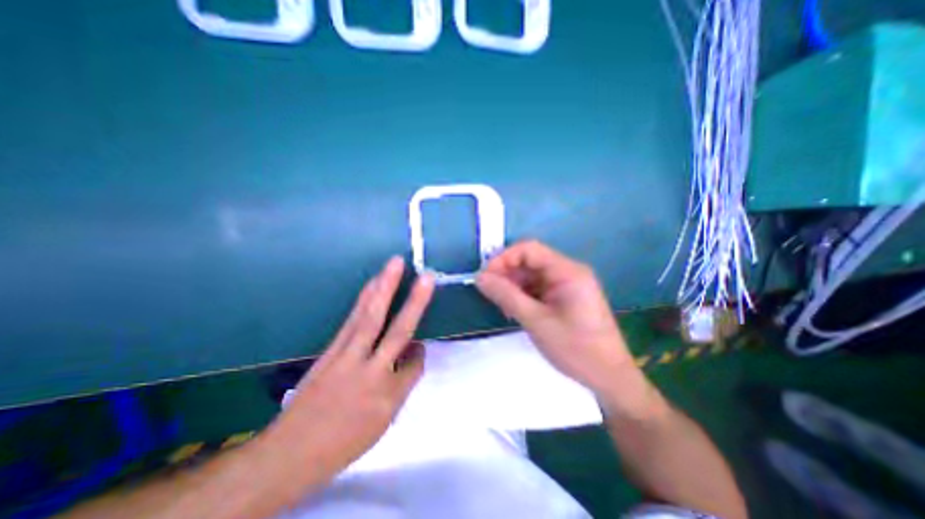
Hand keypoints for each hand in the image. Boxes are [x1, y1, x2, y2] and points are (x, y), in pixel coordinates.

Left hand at [269, 257, 435, 475]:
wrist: (290, 451)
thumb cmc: (344, 438)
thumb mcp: (383, 420)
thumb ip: (404, 383)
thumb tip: (415, 351)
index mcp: (386, 393)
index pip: (414, 364)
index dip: (419, 353)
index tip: (419, 349)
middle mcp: (369, 369)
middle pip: (396, 330)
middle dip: (413, 301)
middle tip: (424, 275)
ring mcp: (346, 355)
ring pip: (369, 317)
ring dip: (383, 289)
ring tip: (393, 265)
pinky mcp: (331, 348)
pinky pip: (352, 319)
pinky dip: (364, 298)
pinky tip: (371, 285)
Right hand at [476, 242, 656, 415]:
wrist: (609, 378)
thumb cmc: (575, 349)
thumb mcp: (536, 321)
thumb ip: (506, 296)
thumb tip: (480, 277)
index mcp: (567, 271)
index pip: (529, 249)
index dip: (503, 259)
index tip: (485, 277)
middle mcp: (568, 271)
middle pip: (529, 261)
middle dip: (506, 274)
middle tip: (489, 293)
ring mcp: (566, 285)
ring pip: (531, 275)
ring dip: (513, 286)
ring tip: (502, 305)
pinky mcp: (564, 297)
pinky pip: (537, 288)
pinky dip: (522, 295)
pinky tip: (514, 310)